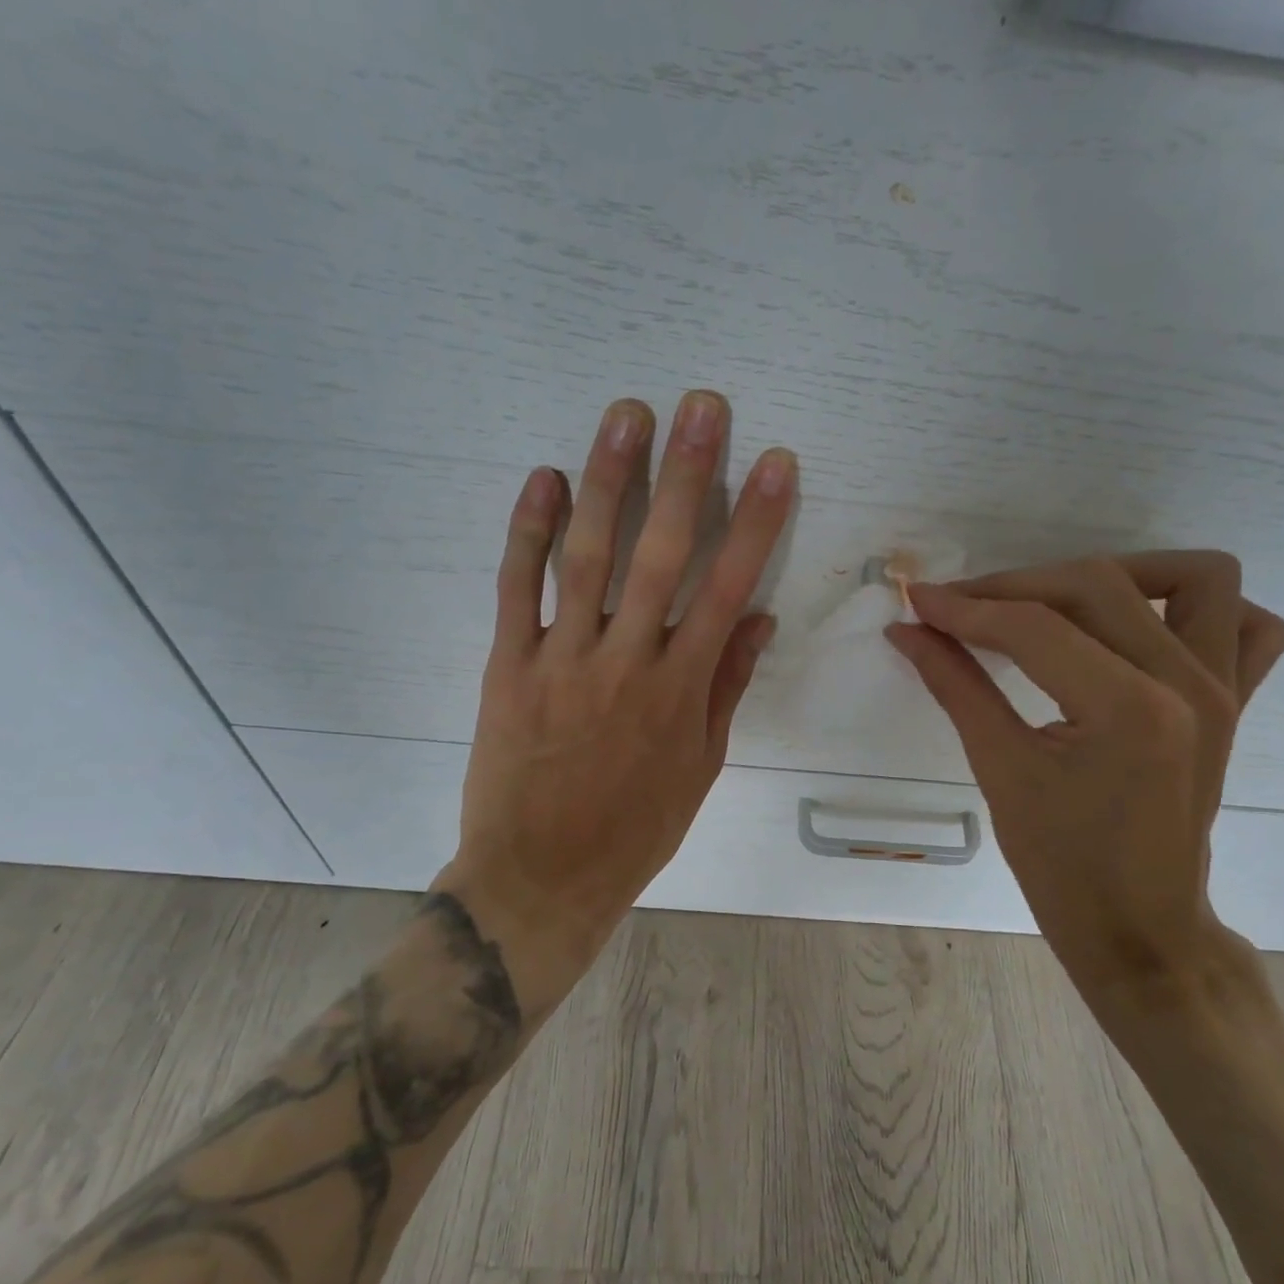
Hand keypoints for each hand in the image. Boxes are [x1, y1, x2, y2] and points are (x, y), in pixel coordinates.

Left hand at [440, 392, 795, 1000]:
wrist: (541, 878)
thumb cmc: (635, 828)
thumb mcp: (701, 766)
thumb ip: (727, 686)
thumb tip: (757, 618)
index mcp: (682, 689)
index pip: (728, 587)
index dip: (756, 521)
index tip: (775, 463)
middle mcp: (627, 662)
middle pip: (663, 554)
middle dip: (686, 475)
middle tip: (701, 406)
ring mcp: (563, 659)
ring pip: (588, 556)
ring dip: (609, 481)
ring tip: (627, 415)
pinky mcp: (508, 666)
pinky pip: (517, 589)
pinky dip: (529, 531)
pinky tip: (546, 478)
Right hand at [886, 553, 1283, 1009]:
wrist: (1139, 929)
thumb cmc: (1061, 866)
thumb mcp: (1000, 770)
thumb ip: (954, 685)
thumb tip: (907, 629)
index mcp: (1128, 709)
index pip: (1033, 626)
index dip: (966, 607)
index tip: (917, 600)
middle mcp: (1189, 684)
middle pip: (1097, 585)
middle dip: (1016, 587)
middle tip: (961, 610)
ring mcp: (1224, 690)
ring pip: (1195, 578)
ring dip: (1120, 574)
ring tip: (1056, 604)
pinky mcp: (1236, 702)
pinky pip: (1246, 624)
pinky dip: (1196, 609)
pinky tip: (1140, 628)